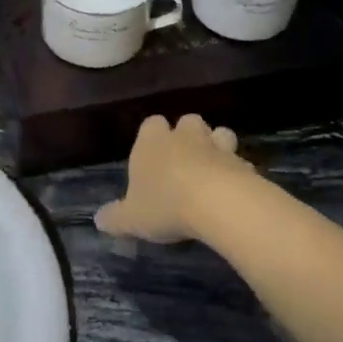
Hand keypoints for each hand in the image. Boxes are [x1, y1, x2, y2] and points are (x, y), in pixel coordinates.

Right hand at [94, 114, 255, 244]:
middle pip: (188, 122)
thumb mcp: (131, 219)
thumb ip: (114, 218)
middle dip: (187, 136)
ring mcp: (217, 146)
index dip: (152, 137)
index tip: (152, 157)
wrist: (218, 203)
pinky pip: (239, 160)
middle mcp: (184, 136)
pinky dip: (235, 171)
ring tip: (211, 170)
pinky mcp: (243, 162)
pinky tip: (232, 191)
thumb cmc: (165, 205)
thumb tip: (99, 220)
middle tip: (183, 162)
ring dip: (216, 146)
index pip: (150, 124)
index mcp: (152, 142)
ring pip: (219, 133)